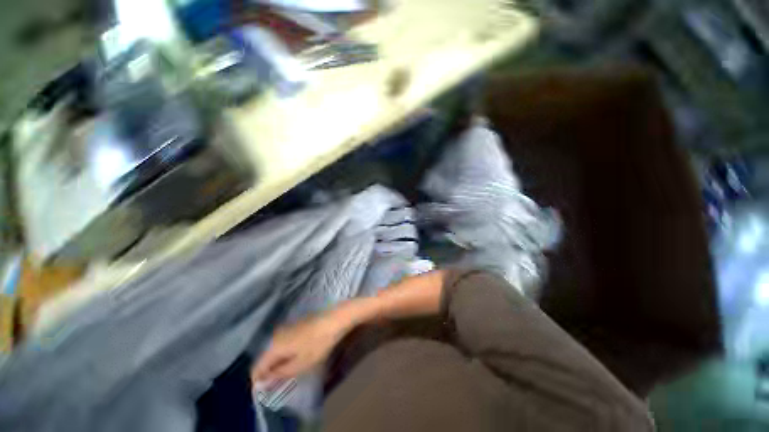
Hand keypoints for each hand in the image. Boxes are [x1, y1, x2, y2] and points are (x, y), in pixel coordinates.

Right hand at [251, 311, 348, 384]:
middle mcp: (276, 335)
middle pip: (266, 358)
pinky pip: (284, 342)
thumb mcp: (300, 364)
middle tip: (280, 383)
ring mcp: (286, 328)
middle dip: (270, 372)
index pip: (257, 367)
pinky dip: (287, 352)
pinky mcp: (295, 325)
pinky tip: (298, 357)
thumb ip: (280, 374)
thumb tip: (263, 382)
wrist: (333, 320)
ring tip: (290, 371)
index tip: (266, 391)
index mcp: (274, 346)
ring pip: (276, 350)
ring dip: (280, 362)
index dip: (259, 381)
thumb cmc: (317, 344)